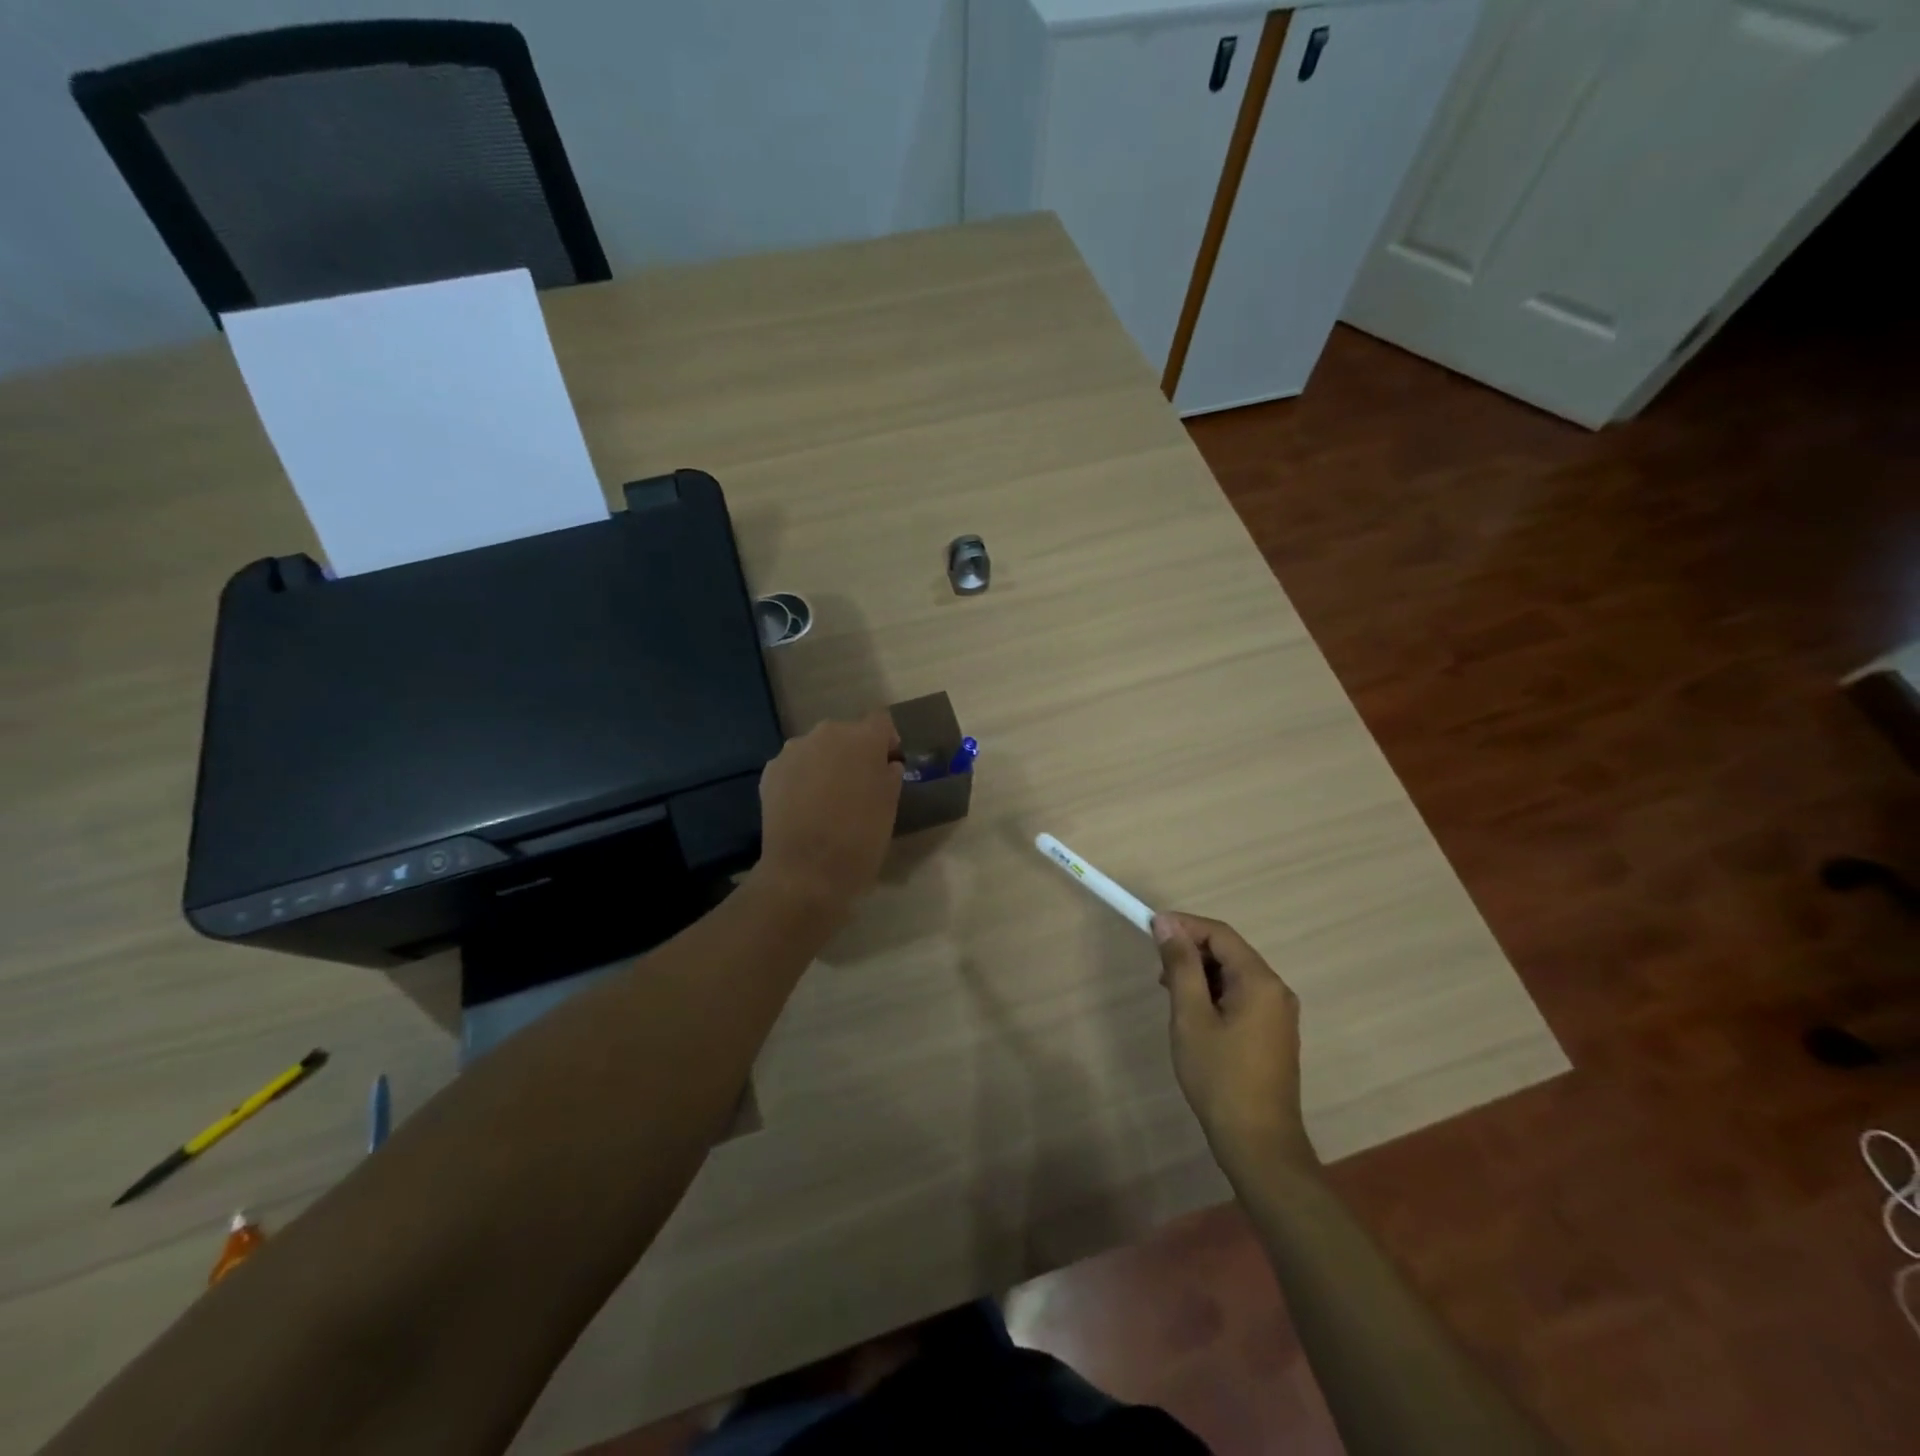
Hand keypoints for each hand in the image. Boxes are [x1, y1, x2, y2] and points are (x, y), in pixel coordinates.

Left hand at [754, 712, 902, 916]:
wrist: (804, 872)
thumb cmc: (859, 839)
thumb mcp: (890, 807)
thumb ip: (890, 776)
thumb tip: (886, 765)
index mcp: (862, 738)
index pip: (881, 722)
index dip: (887, 742)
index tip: (889, 766)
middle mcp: (826, 733)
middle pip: (847, 733)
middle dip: (855, 753)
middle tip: (860, 786)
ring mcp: (793, 751)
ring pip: (818, 749)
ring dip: (827, 764)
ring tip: (829, 799)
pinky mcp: (770, 771)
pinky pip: (795, 766)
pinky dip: (803, 779)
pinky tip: (805, 808)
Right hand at [1154, 912, 1317, 1179]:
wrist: (1258, 1143)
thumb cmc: (1220, 1076)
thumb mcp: (1191, 1016)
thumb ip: (1180, 965)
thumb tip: (1166, 923)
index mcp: (1260, 981)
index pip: (1219, 933)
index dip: (1184, 926)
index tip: (1150, 930)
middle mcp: (1276, 990)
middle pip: (1229, 951)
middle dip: (1191, 950)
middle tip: (1157, 967)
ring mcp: (1279, 1013)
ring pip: (1234, 974)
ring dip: (1200, 973)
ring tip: (1169, 991)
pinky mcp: (1273, 1033)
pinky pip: (1242, 996)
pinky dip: (1214, 993)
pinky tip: (1193, 1013)